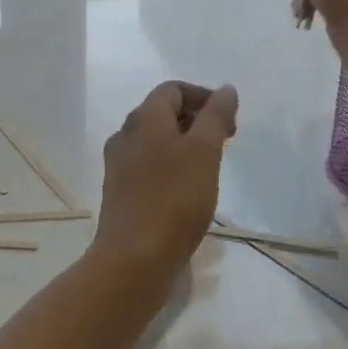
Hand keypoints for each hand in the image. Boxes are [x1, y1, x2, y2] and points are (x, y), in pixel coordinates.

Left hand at [95, 80, 238, 278]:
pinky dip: (171, 166)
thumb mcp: (204, 151)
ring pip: (155, 140)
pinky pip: (148, 165)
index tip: (229, 120)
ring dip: (184, 144)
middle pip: (162, 113)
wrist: (133, 259)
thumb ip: (215, 116)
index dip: (203, 96)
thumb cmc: (174, 199)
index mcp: (143, 118)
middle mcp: (125, 134)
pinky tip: (187, 190)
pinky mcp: (120, 192)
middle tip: (225, 141)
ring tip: (210, 166)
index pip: (173, 89)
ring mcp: (119, 164)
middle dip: (196, 120)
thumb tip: (225, 89)